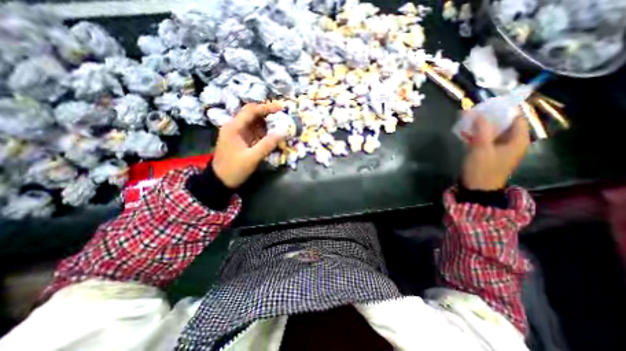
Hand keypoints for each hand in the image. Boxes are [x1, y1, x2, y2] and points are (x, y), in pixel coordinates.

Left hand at [212, 102, 284, 188]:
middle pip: (252, 114)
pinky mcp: (241, 140)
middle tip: (282, 116)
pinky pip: (254, 132)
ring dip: (267, 123)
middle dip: (267, 114)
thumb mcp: (252, 158)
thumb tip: (283, 131)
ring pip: (254, 123)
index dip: (267, 107)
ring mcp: (237, 134)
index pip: (251, 111)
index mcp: (234, 127)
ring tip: (280, 125)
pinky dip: (264, 132)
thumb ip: (268, 144)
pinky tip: (272, 135)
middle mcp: (234, 127)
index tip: (281, 108)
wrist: (220, 181)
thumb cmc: (234, 169)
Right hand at [462, 113, 528, 190]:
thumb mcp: (481, 148)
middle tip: (473, 111)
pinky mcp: (490, 153)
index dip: (502, 109)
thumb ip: (481, 129)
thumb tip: (476, 112)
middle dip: (489, 117)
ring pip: (493, 131)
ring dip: (481, 125)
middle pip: (503, 123)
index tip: (486, 104)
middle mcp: (512, 141)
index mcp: (518, 139)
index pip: (515, 117)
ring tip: (467, 120)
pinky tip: (466, 132)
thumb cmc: (482, 169)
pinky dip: (477, 134)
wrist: (477, 189)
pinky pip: (486, 138)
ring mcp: (501, 148)